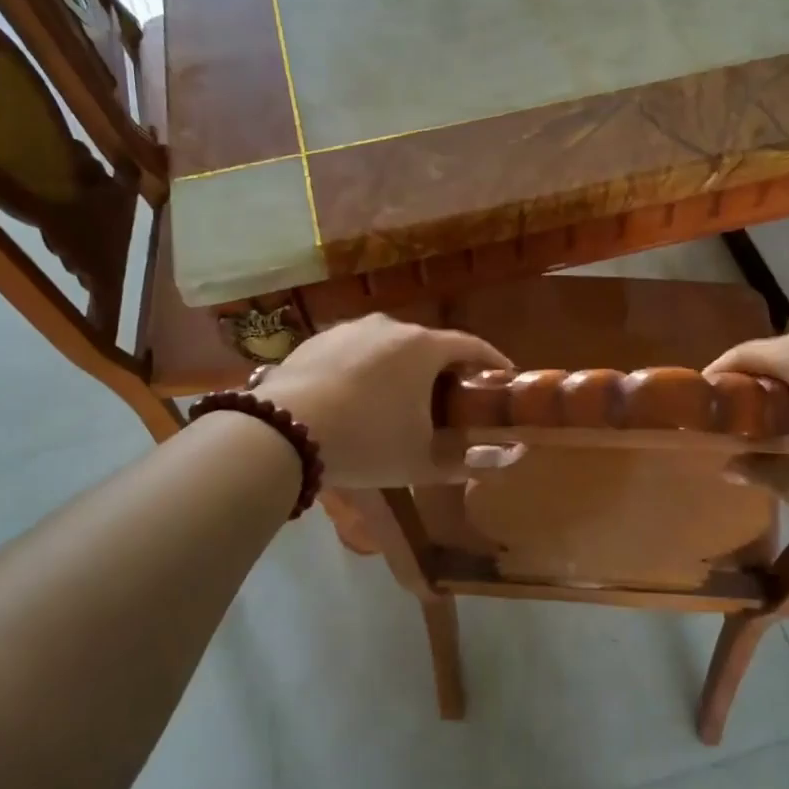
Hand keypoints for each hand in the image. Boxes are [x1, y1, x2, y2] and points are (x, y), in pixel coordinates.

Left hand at [252, 315, 511, 487]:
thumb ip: (466, 461)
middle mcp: (389, 326)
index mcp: (423, 347)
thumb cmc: (366, 441)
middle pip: (428, 344)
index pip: (471, 346)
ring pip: (388, 347)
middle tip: (448, 399)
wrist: (281, 431)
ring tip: (398, 400)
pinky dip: (365, 370)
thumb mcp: (420, 461)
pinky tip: (355, 399)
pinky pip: (354, 352)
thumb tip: (507, 458)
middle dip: (443, 369)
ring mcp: (350, 329)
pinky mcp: (317, 340)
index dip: (492, 361)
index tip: (503, 376)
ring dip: (401, 369)